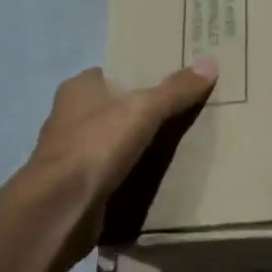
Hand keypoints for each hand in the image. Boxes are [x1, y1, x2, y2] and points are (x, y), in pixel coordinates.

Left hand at [22, 59, 218, 261]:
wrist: (60, 209)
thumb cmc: (97, 145)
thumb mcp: (144, 110)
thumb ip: (175, 89)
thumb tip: (210, 62)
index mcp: (77, 89)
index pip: (110, 74)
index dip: (136, 77)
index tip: (167, 86)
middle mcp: (67, 116)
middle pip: (110, 108)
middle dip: (136, 113)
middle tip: (177, 116)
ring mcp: (67, 154)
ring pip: (107, 142)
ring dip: (130, 146)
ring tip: (170, 149)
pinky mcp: (72, 186)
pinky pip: (105, 173)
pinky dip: (123, 175)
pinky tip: (148, 180)